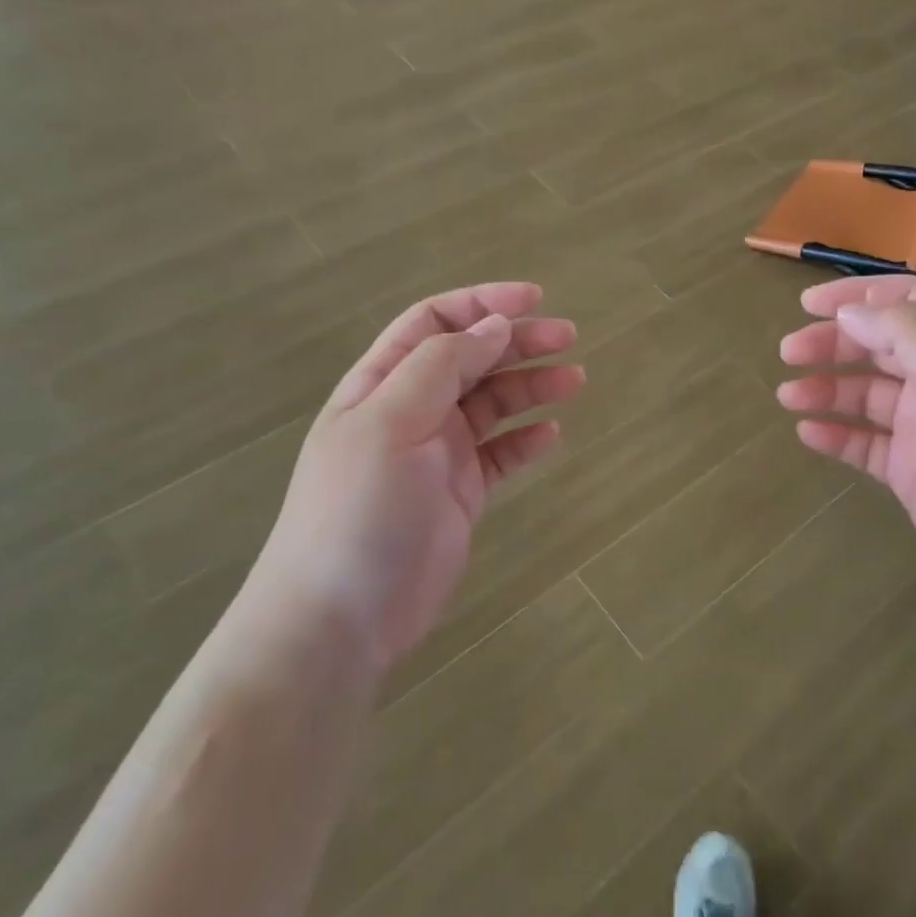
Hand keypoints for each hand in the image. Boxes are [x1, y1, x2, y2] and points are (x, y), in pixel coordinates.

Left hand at [256, 282, 582, 667]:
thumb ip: (442, 367)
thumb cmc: (359, 509)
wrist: (341, 616)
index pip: (434, 323)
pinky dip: (525, 440)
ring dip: (531, 386)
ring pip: (492, 404)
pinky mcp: (460, 493)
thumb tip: (494, 326)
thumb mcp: (392, 422)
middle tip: (568, 337)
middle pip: (471, 359)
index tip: (534, 299)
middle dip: (518, 341)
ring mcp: (437, 453)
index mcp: (383, 383)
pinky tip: (551, 435)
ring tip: (574, 379)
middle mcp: (411, 410)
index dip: (481, 304)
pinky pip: (500, 454)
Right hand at [777, 276, 915, 627]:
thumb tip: (850, 312)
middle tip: (789, 352)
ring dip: (827, 389)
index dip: (857, 297)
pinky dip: (837, 435)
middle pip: (880, 346)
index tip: (807, 305)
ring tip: (789, 396)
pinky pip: (866, 444)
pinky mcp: (915, 474)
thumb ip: (909, 336)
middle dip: (833, 343)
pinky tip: (809, 433)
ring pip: (866, 395)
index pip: (908, 303)